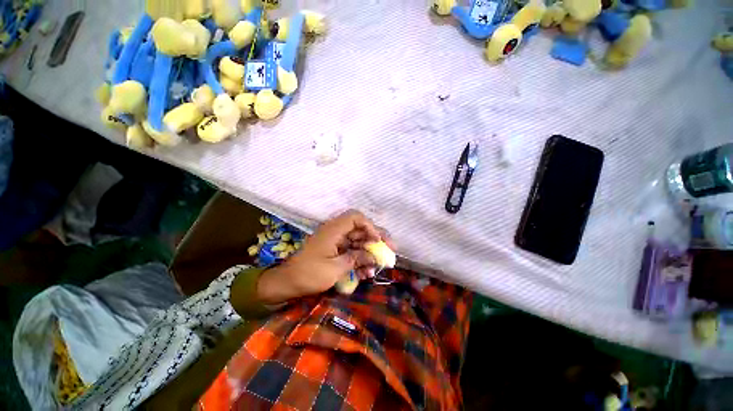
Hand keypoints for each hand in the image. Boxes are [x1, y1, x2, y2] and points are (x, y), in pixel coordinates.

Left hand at [257, 211, 392, 304]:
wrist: (287, 283)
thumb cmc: (309, 274)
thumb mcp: (336, 268)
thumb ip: (356, 259)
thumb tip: (374, 257)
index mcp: (334, 230)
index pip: (356, 217)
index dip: (370, 226)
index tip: (378, 241)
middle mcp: (336, 232)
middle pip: (360, 230)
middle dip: (375, 240)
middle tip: (390, 250)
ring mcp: (335, 242)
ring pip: (357, 242)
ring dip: (369, 253)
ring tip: (379, 267)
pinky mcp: (334, 251)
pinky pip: (351, 251)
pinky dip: (359, 260)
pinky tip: (367, 272)